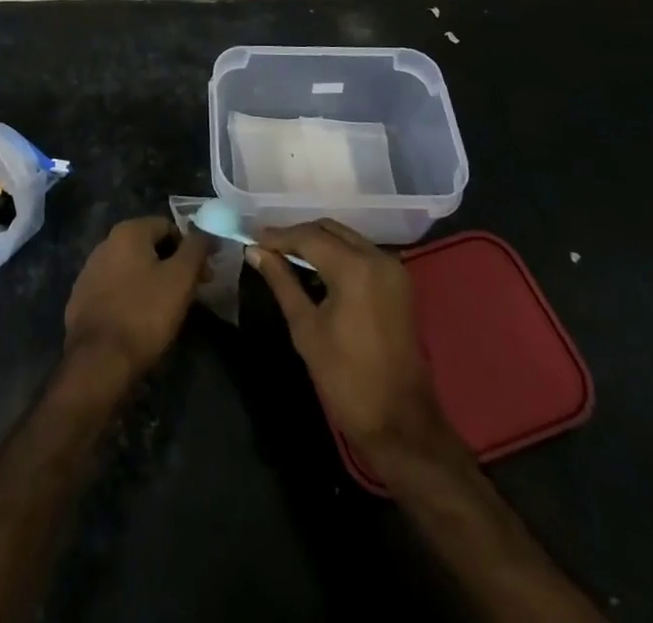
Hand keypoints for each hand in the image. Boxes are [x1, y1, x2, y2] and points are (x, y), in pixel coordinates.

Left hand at [63, 216, 210, 388]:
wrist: (98, 362)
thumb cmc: (144, 313)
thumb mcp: (181, 278)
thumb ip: (196, 248)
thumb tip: (207, 232)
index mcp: (128, 231)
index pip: (168, 227)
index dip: (190, 249)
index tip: (202, 276)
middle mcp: (105, 243)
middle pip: (149, 247)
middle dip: (172, 266)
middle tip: (189, 295)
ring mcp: (90, 271)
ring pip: (132, 269)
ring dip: (152, 281)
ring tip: (166, 310)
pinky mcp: (82, 298)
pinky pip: (115, 289)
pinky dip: (131, 297)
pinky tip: (139, 320)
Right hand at [250, 220, 460, 474]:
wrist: (400, 423)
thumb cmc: (345, 378)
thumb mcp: (305, 328)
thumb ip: (281, 282)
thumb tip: (255, 251)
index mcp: (354, 268)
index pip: (309, 236)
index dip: (278, 235)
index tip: (252, 238)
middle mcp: (377, 257)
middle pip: (330, 230)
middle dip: (298, 235)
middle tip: (268, 247)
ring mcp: (393, 269)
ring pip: (347, 238)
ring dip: (318, 242)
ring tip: (287, 255)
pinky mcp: (400, 283)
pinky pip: (362, 254)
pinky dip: (339, 254)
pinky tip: (317, 269)